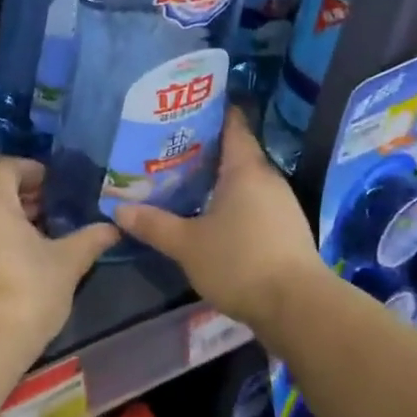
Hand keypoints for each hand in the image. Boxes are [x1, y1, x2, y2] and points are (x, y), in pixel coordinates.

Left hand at [0, 158, 117, 364]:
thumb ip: (90, 239)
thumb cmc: (25, 294)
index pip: (6, 164)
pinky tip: (18, 252)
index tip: (58, 187)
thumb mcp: (66, 264)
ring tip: (39, 230)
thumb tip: (114, 227)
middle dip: (20, 189)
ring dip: (6, 209)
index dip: (34, 170)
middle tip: (50, 206)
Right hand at [114, 109, 331, 335]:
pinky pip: (254, 204)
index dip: (212, 111)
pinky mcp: (286, 230)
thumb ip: (154, 225)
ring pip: (245, 180)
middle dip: (205, 149)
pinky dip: (232, 203)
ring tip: (184, 182)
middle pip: (236, 152)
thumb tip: (119, 210)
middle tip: (169, 148)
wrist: (297, 308)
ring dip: (218, 180)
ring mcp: (281, 205)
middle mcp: (267, 178)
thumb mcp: (187, 244)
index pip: (233, 123)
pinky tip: (210, 216)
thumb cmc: (239, 261)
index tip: (185, 107)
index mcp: (245, 168)